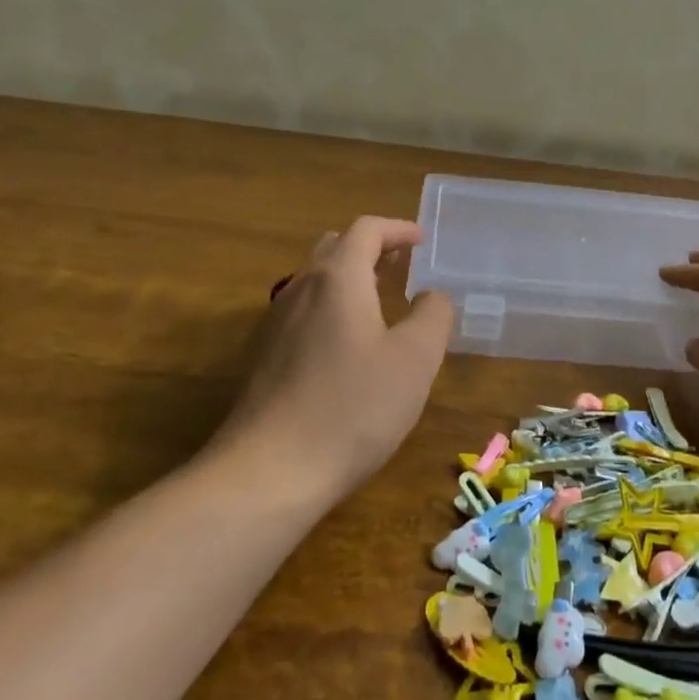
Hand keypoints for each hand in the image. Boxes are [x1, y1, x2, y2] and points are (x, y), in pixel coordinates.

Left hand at [222, 217, 454, 494]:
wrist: (269, 471)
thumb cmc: (353, 407)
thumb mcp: (414, 360)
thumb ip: (432, 316)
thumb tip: (431, 296)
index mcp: (338, 278)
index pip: (366, 229)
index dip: (397, 229)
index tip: (421, 241)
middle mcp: (301, 288)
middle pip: (335, 247)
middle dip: (371, 248)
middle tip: (402, 265)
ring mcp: (277, 323)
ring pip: (315, 280)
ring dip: (350, 277)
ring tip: (380, 299)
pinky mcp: (266, 356)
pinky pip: (304, 311)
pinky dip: (332, 306)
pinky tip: (349, 343)